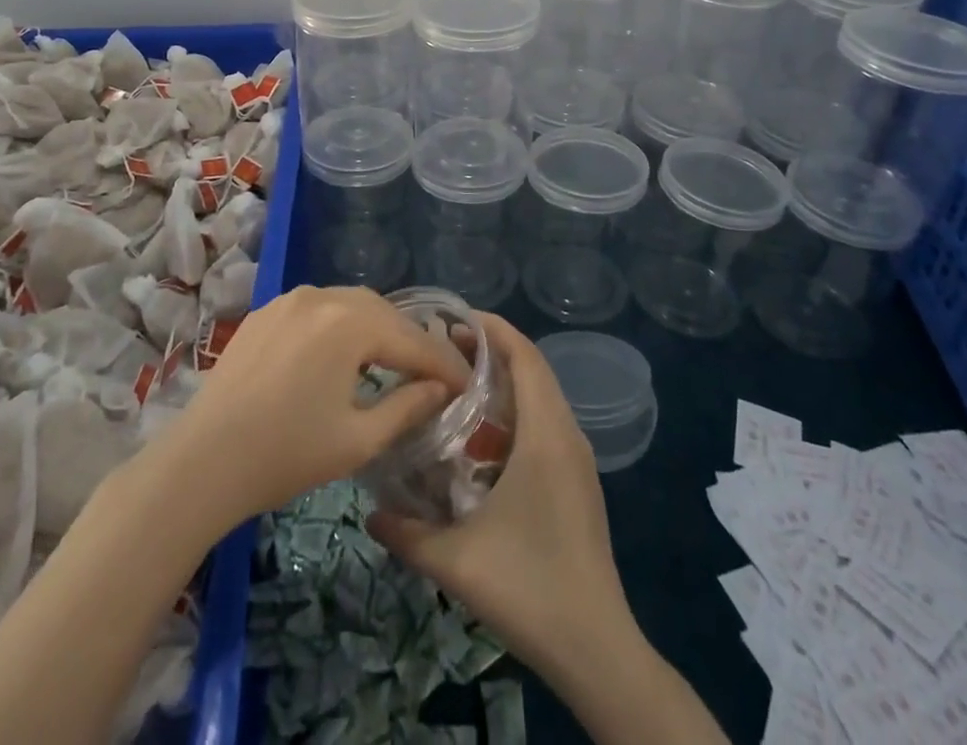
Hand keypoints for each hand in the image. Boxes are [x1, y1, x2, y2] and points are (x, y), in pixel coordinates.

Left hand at [161, 285, 471, 526]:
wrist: (203, 459)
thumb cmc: (286, 454)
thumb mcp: (358, 440)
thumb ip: (407, 407)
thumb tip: (440, 389)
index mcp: (351, 323)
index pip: (412, 342)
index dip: (443, 365)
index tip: (467, 385)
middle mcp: (323, 296)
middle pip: (382, 313)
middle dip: (410, 342)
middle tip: (432, 374)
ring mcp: (289, 299)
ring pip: (349, 305)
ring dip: (375, 329)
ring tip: (391, 361)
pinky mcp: (265, 311)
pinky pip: (317, 309)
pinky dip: (340, 326)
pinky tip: (341, 354)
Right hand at [366, 314, 639, 683]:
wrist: (597, 649)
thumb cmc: (530, 588)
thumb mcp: (457, 561)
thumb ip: (407, 533)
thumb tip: (369, 512)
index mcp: (545, 435)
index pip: (525, 356)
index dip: (493, 329)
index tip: (453, 319)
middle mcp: (566, 435)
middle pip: (532, 370)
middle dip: (491, 352)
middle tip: (443, 350)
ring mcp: (576, 460)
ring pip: (541, 398)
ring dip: (503, 384)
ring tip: (456, 388)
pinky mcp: (578, 482)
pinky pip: (545, 424)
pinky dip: (515, 413)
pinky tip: (481, 442)